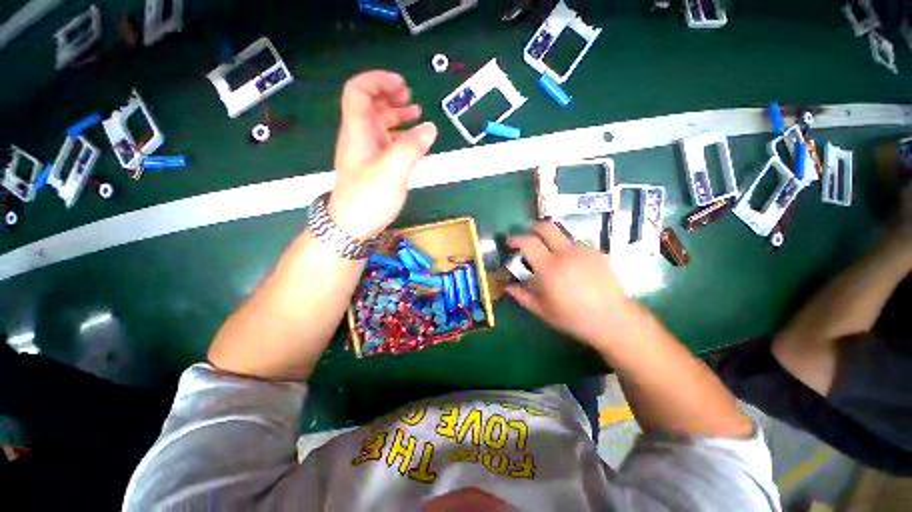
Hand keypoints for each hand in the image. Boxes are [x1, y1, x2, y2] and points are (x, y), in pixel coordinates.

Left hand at [329, 71, 437, 238]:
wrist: (353, 225)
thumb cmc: (368, 197)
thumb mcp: (392, 170)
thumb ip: (411, 147)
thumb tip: (430, 128)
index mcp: (358, 130)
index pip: (359, 91)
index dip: (378, 81)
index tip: (401, 85)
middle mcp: (360, 137)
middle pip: (370, 105)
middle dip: (390, 96)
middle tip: (411, 98)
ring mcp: (367, 152)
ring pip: (379, 124)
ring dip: (397, 116)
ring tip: (416, 116)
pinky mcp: (374, 167)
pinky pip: (386, 143)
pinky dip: (400, 137)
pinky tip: (414, 143)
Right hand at [506, 222, 636, 349]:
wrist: (613, 320)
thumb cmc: (573, 317)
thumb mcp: (542, 310)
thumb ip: (521, 295)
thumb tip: (506, 286)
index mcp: (549, 268)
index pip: (528, 242)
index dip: (516, 238)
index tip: (510, 242)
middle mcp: (566, 253)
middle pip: (546, 227)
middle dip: (533, 227)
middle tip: (528, 237)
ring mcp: (584, 250)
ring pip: (562, 234)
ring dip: (551, 239)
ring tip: (550, 254)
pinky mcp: (597, 252)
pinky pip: (576, 243)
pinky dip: (567, 248)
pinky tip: (570, 264)